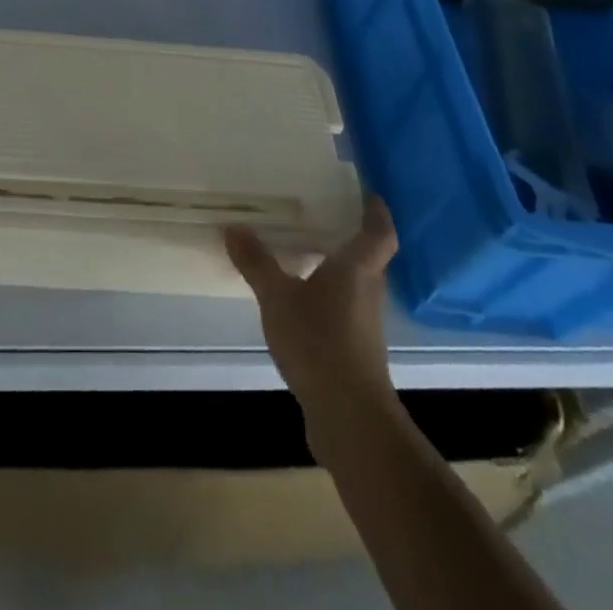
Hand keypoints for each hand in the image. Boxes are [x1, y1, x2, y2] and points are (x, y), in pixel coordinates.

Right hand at [225, 194, 398, 417]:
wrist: (349, 417)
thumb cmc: (319, 342)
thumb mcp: (277, 297)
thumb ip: (257, 262)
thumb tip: (233, 227)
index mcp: (357, 269)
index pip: (379, 233)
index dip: (376, 213)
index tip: (367, 194)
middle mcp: (367, 292)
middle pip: (369, 258)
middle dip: (351, 238)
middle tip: (324, 216)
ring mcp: (364, 325)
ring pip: (355, 286)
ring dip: (338, 269)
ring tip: (307, 253)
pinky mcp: (355, 352)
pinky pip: (343, 311)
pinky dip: (327, 299)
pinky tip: (301, 302)